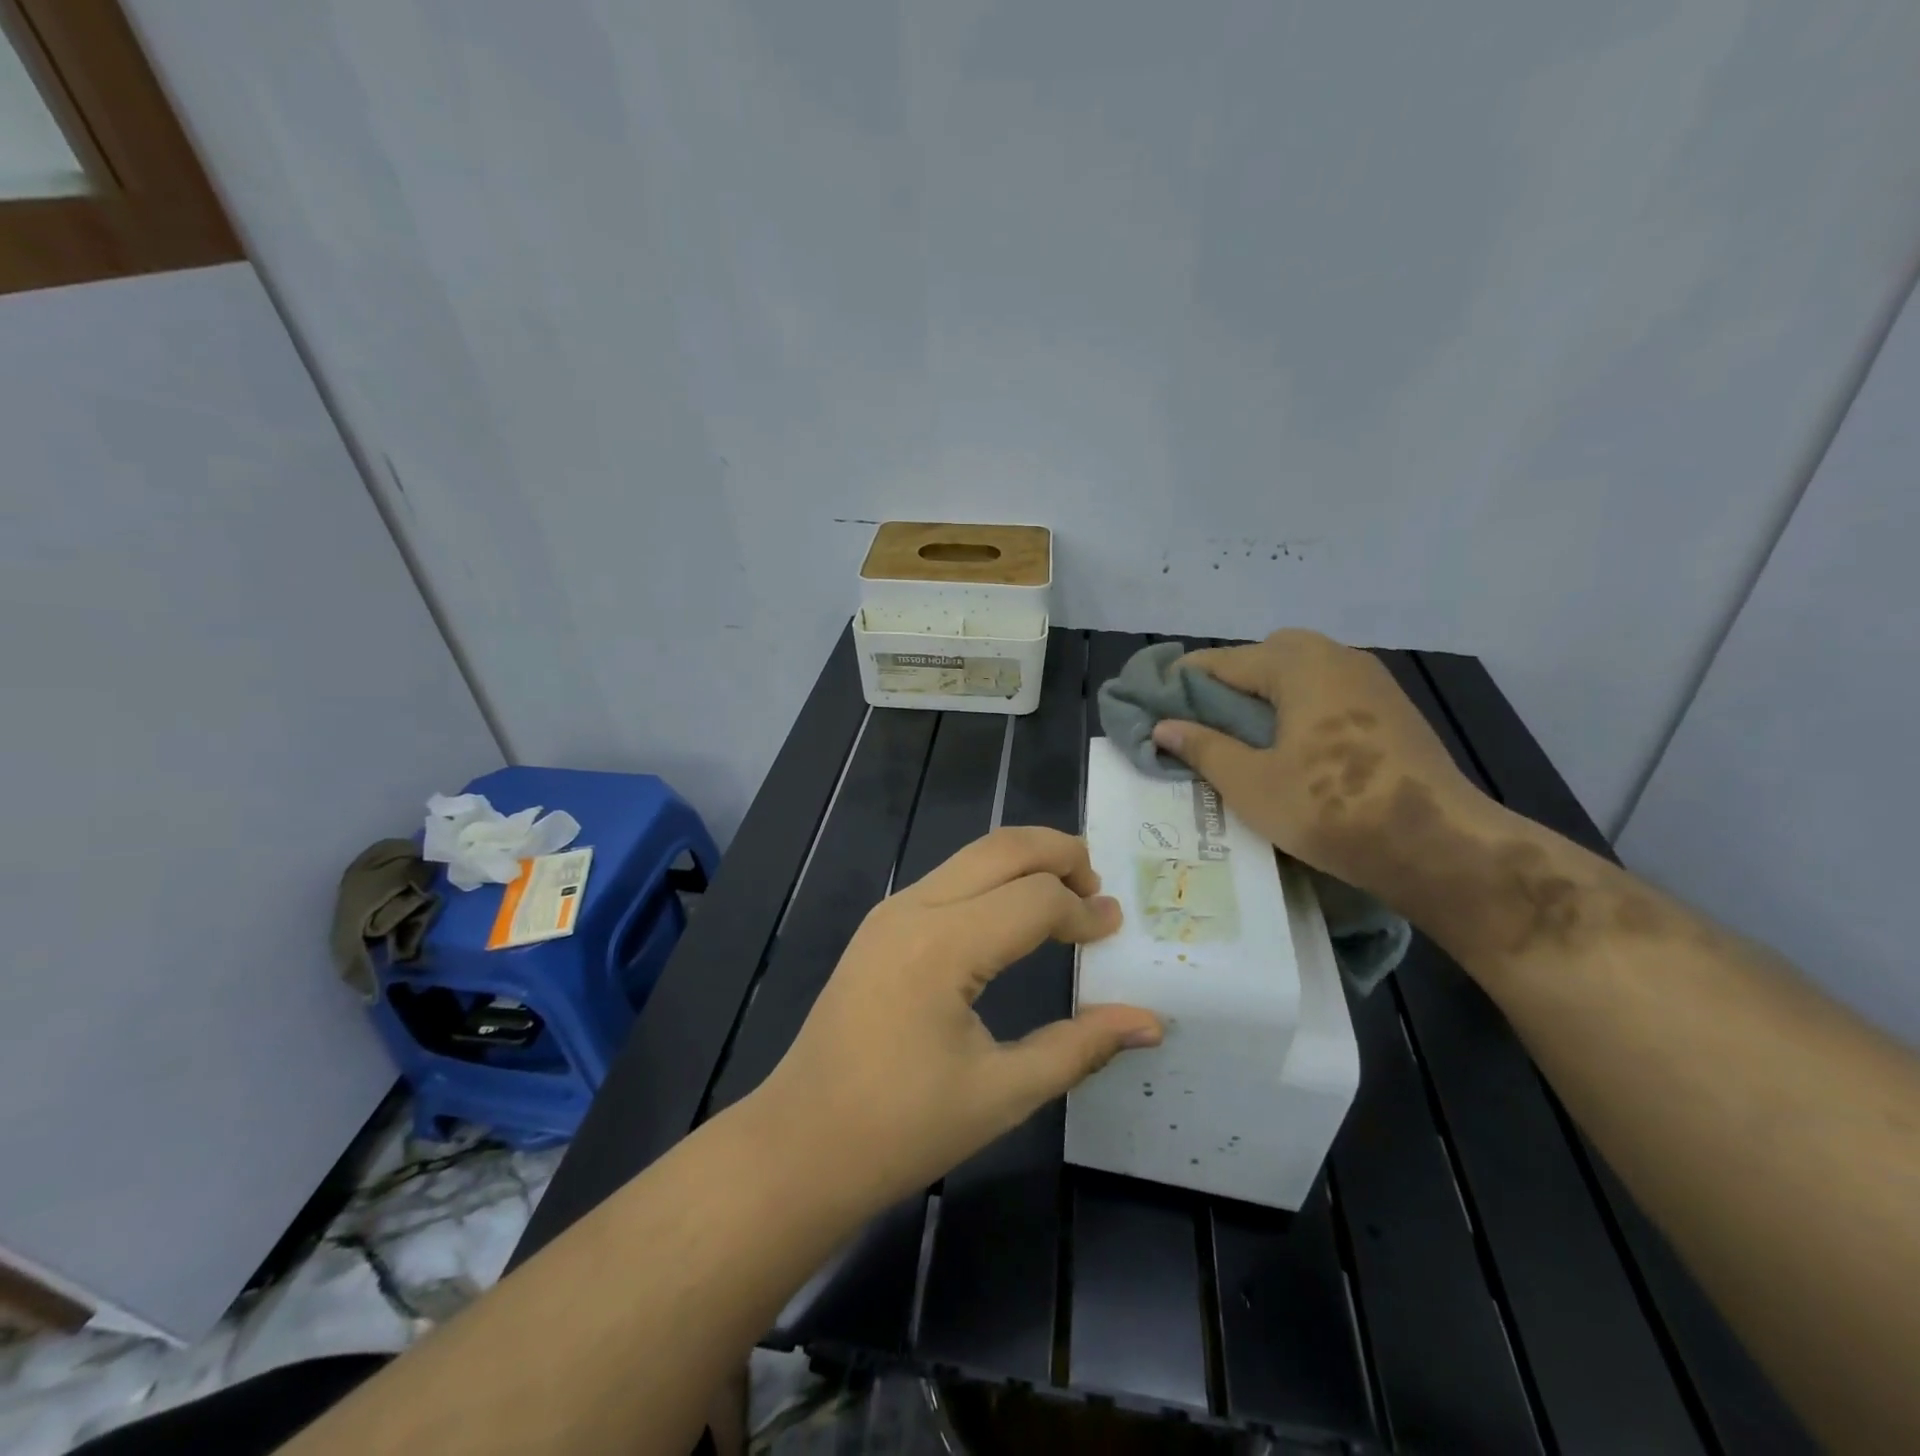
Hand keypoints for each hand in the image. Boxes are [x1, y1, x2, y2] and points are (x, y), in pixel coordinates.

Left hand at [753, 827, 1161, 1210]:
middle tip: (1098, 885)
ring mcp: (891, 912)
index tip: (1114, 931)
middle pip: (1001, 848)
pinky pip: (948, 879)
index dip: (1082, 911)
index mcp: (943, 945)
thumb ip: (1080, 1047)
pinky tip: (1013, 914)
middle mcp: (915, 909)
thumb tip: (1150, 1022)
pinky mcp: (880, 926)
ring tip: (1066, 893)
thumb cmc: (902, 1128)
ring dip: (1024, 861)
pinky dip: (992, 879)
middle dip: (1058, 853)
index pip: (1035, 899)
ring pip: (972, 856)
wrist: (800, 1145)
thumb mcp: (1003, 1092)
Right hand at [1150, 630, 1488, 903]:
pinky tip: (1289, 747)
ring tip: (1239, 739)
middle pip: (1262, 659)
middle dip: (1225, 686)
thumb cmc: (1331, 808)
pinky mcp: (1391, 707)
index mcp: (1296, 664)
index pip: (1219, 662)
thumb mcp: (1250, 783)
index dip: (1179, 683)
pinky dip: (1297, 708)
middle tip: (1199, 725)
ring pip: (1297, 675)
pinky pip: (1326, 693)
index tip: (1151, 706)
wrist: (1438, 844)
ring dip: (1263, 697)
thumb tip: (1163, 726)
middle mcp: (1334, 656)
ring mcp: (1370, 680)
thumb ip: (1202, 747)